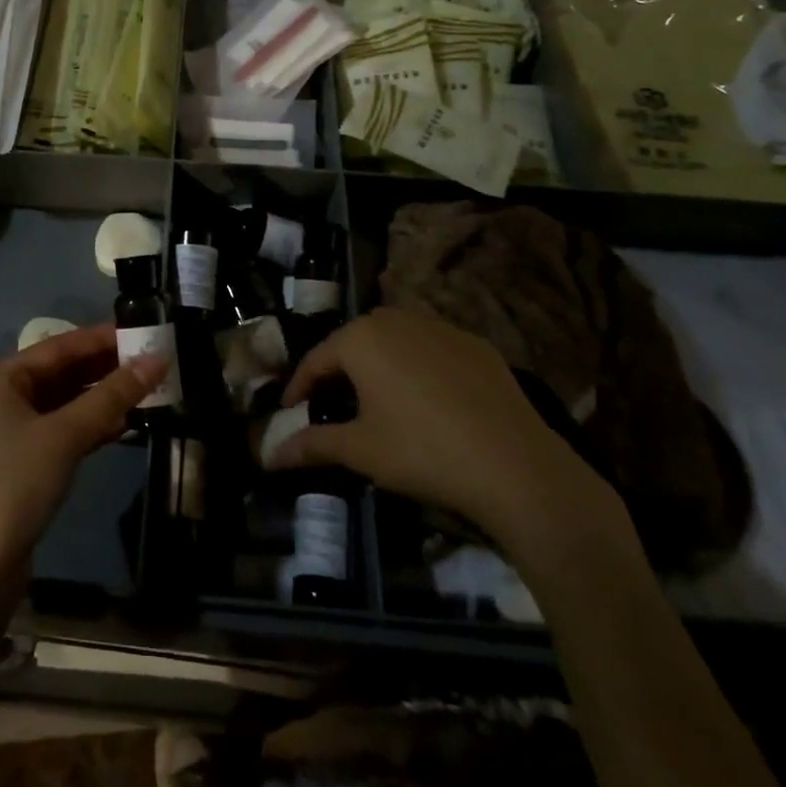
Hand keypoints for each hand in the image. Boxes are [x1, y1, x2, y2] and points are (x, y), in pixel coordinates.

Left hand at [0, 323, 164, 591]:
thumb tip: (157, 360)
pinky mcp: (21, 463)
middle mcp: (1, 398)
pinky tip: (124, 424)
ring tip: (146, 388)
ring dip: (102, 398)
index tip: (142, 331)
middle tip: (151, 360)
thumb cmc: (15, 485)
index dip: (102, 338)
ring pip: (63, 403)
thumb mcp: (66, 435)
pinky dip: (90, 425)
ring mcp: (9, 432)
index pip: (60, 346)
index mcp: (0, 379)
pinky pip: (61, 430)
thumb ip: (112, 396)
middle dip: (105, 368)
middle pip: (61, 373)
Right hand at [271, 308, 621, 558]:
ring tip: (376, 400)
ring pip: (395, 340)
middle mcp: (397, 319)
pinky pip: (432, 349)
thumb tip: (269, 454)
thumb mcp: (360, 450)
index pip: (316, 359)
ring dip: (379, 365)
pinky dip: (418, 368)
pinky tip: (427, 401)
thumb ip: (312, 445)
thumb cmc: (422, 451)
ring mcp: (441, 328)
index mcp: (362, 338)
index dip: (299, 387)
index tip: (290, 412)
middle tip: (332, 405)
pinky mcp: (477, 346)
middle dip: (339, 371)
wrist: (516, 467)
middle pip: (355, 342)